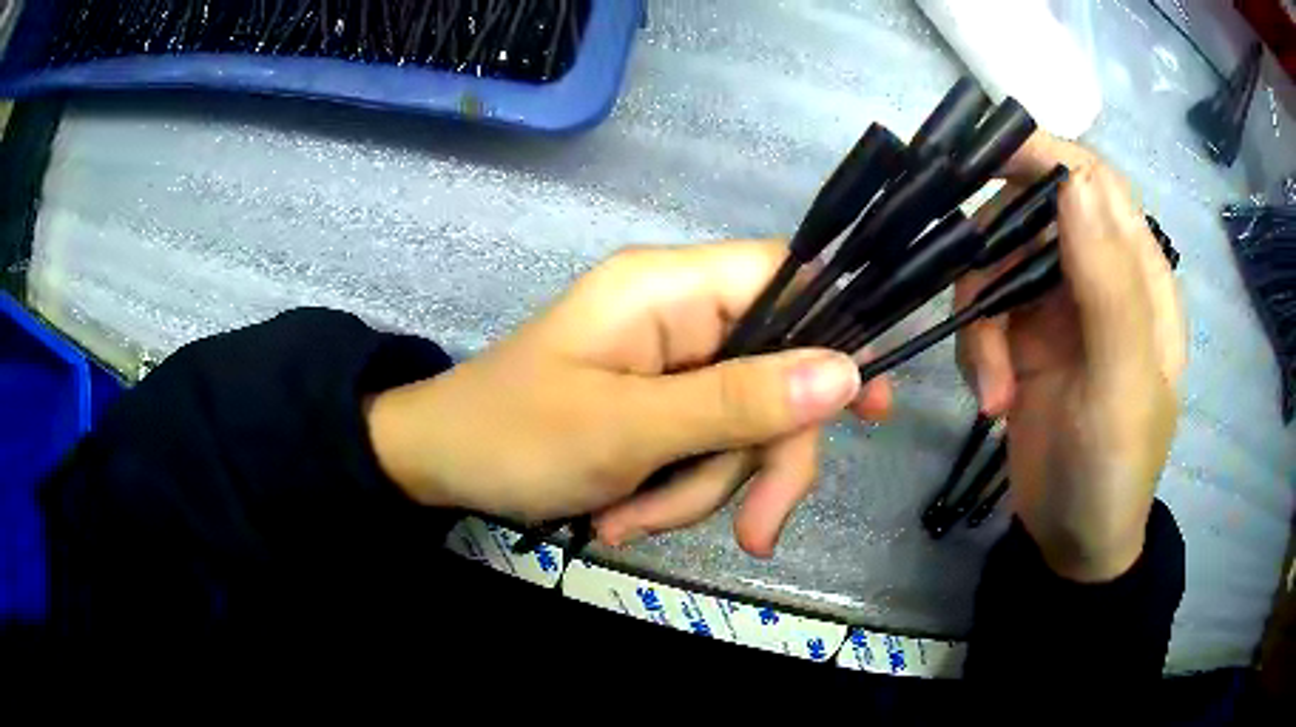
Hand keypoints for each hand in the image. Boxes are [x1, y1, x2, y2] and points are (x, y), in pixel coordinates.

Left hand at [367, 242, 891, 556]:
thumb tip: (845, 374)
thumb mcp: (628, 429)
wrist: (438, 464)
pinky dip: (676, 492)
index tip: (870, 409)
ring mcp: (670, 364)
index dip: (838, 331)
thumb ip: (738, 402)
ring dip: (703, 488)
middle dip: (758, 460)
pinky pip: (703, 448)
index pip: (786, 276)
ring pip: (740, 427)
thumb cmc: (513, 436)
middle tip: (754, 532)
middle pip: (776, 374)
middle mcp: (679, 315)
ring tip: (632, 522)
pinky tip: (625, 517)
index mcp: (669, 289)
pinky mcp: (657, 405)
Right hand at [957, 133, 1185, 581]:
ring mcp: (1057, 307)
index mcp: (1139, 273)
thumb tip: (1074, 183)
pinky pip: (982, 312)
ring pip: (998, 261)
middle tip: (974, 298)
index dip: (1043, 157)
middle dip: (995, 248)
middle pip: (1032, 212)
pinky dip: (974, 350)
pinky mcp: (1023, 339)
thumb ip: (1109, 285)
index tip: (983, 160)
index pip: (1095, 182)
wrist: (1073, 544)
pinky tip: (989, 400)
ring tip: (989, 387)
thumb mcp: (1121, 385)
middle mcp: (1099, 275)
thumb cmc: (1114, 470)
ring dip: (979, 317)